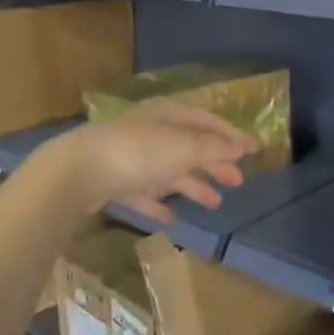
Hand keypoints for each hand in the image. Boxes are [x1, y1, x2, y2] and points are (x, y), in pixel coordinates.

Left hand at [46, 101, 259, 222]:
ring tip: (215, 204)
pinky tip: (172, 218)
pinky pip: (144, 193)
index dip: (232, 136)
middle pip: (190, 147)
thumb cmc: (138, 152)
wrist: (79, 171)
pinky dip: (160, 203)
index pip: (207, 121)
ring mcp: (131, 157)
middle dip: (215, 163)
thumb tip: (240, 146)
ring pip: (170, 171)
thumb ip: (212, 148)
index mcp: (168, 116)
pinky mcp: (115, 182)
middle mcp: (151, 132)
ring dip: (193, 185)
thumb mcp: (182, 147)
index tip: (254, 150)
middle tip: (238, 181)